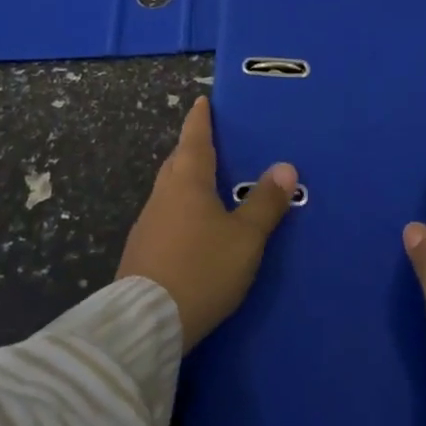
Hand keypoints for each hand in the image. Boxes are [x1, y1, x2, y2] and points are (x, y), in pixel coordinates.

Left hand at [117, 97, 296, 349]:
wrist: (145, 324)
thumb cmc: (202, 269)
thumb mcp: (245, 238)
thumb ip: (265, 203)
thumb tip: (284, 167)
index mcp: (187, 183)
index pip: (194, 140)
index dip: (200, 120)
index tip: (201, 102)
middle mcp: (162, 196)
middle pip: (177, 163)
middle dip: (192, 150)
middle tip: (210, 143)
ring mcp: (147, 226)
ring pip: (169, 192)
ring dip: (185, 182)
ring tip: (206, 185)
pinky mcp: (141, 254)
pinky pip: (165, 218)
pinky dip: (180, 211)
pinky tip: (191, 228)